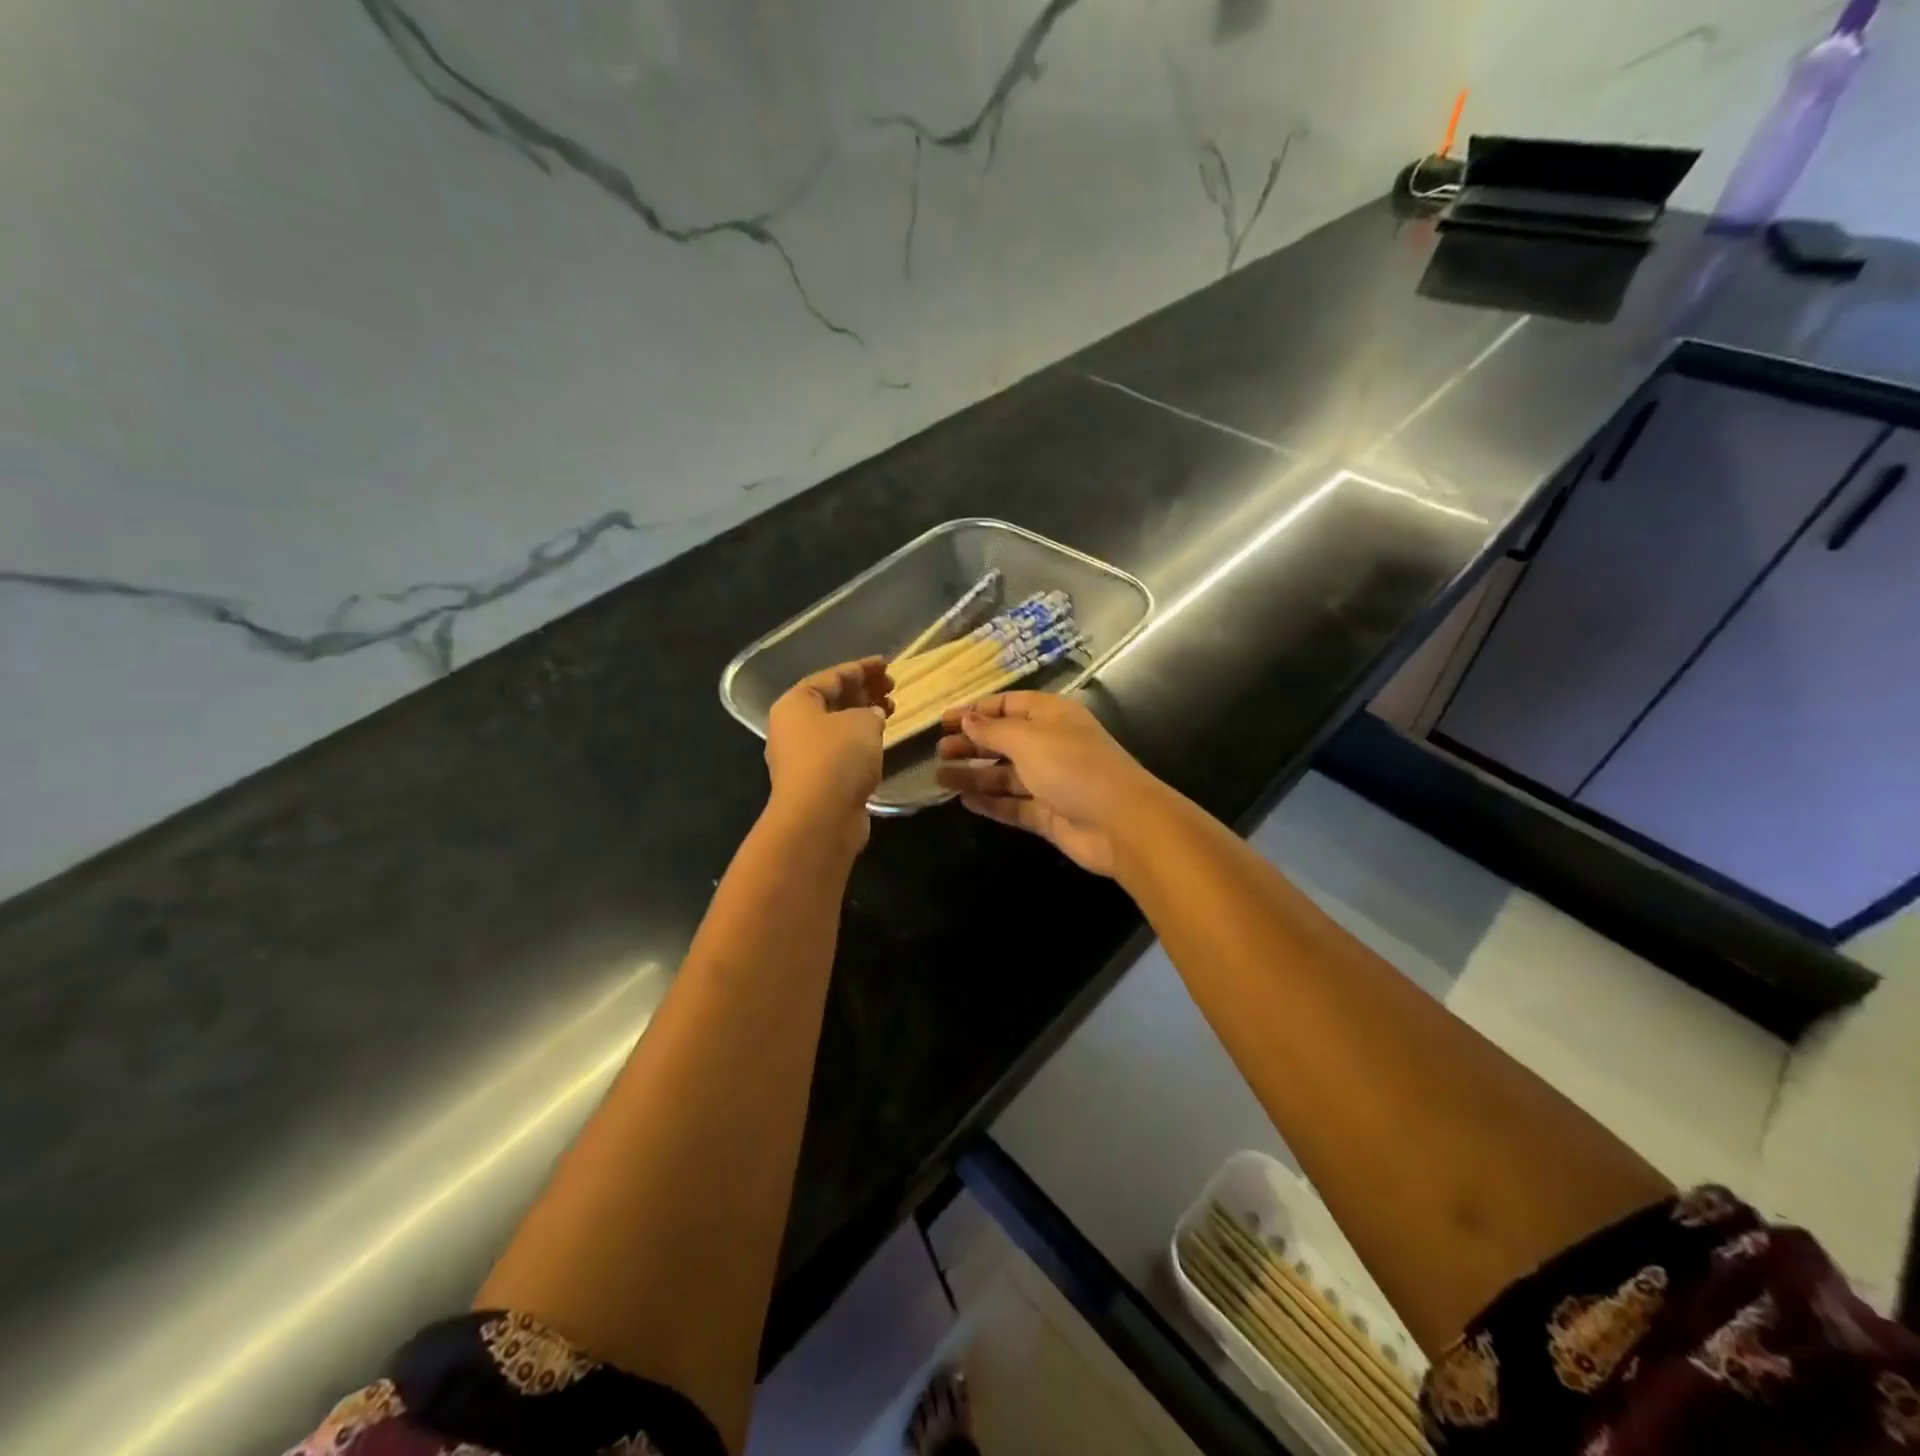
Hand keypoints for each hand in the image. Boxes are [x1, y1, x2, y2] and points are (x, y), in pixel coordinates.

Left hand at [764, 658, 892, 851]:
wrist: (819, 818)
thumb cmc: (838, 757)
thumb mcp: (862, 722)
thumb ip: (870, 711)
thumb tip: (872, 716)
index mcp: (796, 703)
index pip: (832, 676)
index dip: (862, 668)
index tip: (888, 664)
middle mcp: (793, 727)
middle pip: (832, 700)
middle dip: (863, 691)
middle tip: (892, 687)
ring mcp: (802, 757)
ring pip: (837, 727)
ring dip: (863, 716)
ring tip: (891, 710)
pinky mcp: (816, 781)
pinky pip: (840, 751)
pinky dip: (860, 742)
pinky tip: (879, 741)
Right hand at [933, 692, 1167, 876]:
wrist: (1121, 823)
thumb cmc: (1073, 767)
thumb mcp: (1027, 739)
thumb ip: (992, 731)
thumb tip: (966, 719)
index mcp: (1051, 716)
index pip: (1009, 705)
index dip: (977, 711)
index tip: (944, 721)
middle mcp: (1051, 744)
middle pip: (1004, 740)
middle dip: (972, 743)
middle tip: (938, 751)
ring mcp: (1051, 781)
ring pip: (1005, 774)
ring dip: (974, 774)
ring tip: (939, 777)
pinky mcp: (1049, 814)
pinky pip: (1013, 804)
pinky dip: (990, 802)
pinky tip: (963, 800)